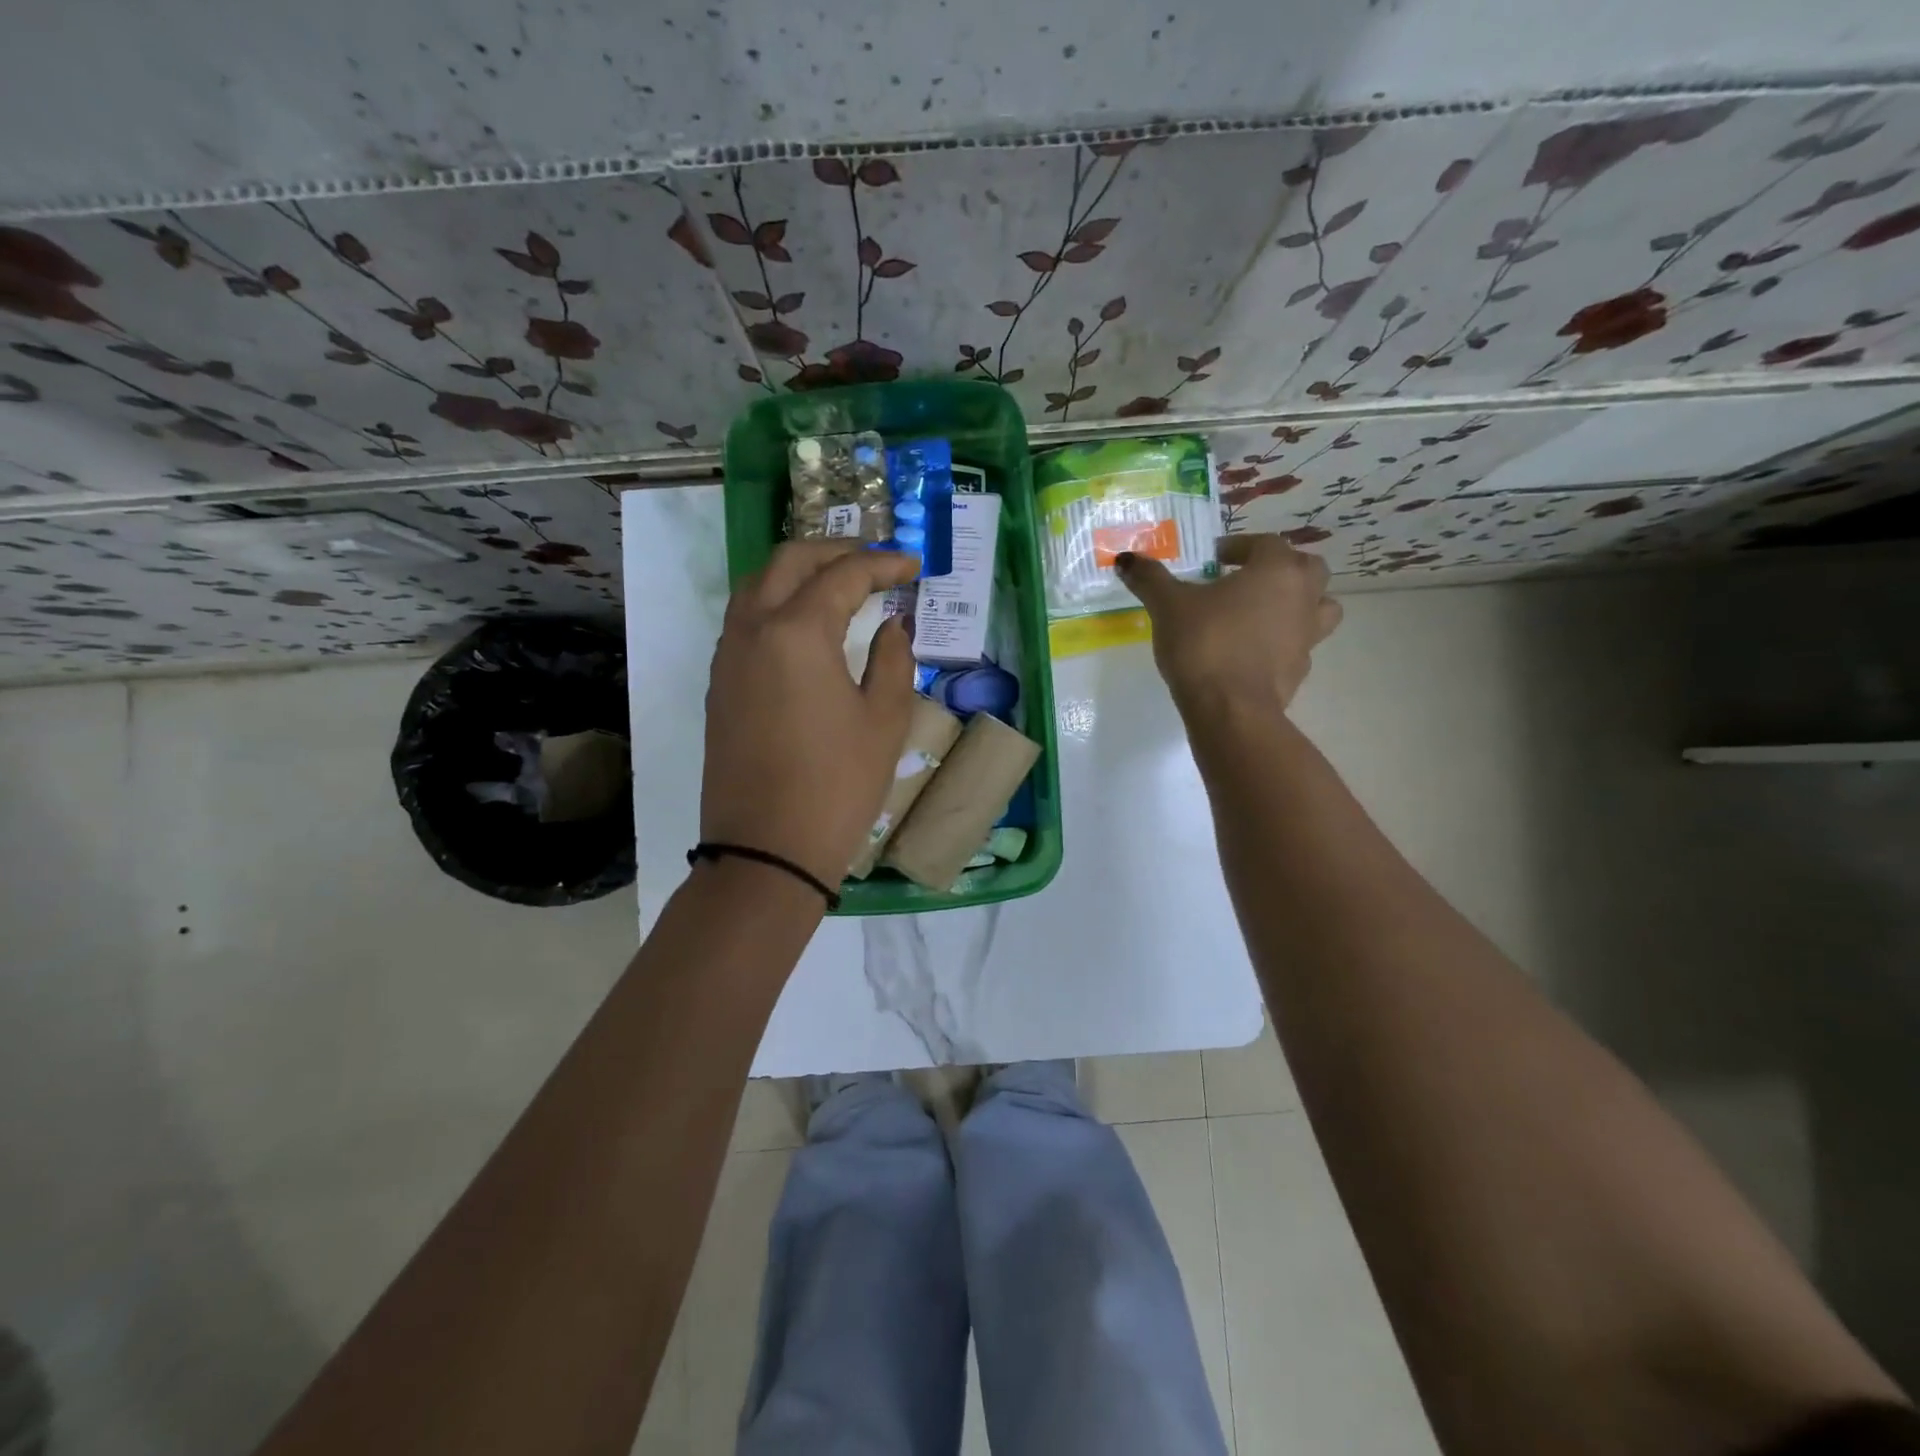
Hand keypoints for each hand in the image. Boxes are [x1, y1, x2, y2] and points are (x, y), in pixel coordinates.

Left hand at [702, 541, 920, 889]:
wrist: (767, 850)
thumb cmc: (837, 785)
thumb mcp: (885, 721)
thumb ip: (893, 660)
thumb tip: (892, 627)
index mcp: (796, 632)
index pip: (843, 575)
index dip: (883, 564)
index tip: (913, 565)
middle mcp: (752, 630)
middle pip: (788, 562)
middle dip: (833, 552)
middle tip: (874, 562)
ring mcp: (728, 657)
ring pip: (757, 586)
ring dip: (798, 573)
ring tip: (838, 584)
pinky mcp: (719, 685)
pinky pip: (744, 621)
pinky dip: (776, 603)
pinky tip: (805, 625)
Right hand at [1117, 533, 1341, 715]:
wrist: (1231, 710)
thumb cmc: (1204, 644)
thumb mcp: (1168, 606)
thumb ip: (1150, 579)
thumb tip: (1125, 559)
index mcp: (1276, 570)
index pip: (1265, 544)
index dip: (1239, 547)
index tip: (1214, 560)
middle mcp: (1302, 596)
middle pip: (1308, 569)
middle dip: (1280, 568)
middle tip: (1247, 579)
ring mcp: (1308, 635)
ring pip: (1320, 607)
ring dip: (1299, 603)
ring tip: (1264, 612)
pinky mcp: (1300, 670)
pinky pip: (1300, 644)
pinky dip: (1283, 642)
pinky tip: (1254, 652)